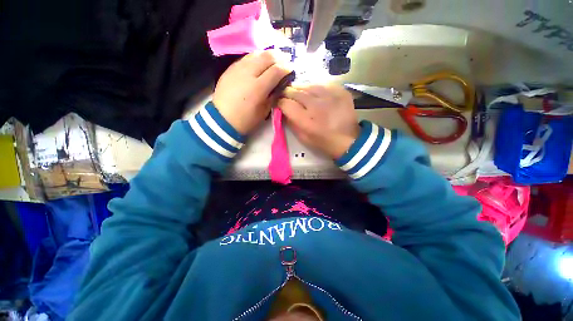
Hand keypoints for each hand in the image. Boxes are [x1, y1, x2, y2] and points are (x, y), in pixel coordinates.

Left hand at [213, 51, 290, 134]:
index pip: (276, 70)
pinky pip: (246, 57)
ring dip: (267, 55)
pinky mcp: (230, 68)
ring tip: (273, 60)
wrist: (222, 119)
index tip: (291, 70)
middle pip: (267, 56)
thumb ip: (273, 96)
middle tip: (285, 61)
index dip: (286, 68)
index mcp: (258, 88)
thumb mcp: (264, 111)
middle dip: (279, 57)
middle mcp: (248, 73)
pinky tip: (259, 62)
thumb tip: (280, 85)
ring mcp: (237, 68)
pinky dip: (256, 57)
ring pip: (256, 53)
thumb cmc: (246, 119)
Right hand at [278, 84, 359, 158]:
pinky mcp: (340, 91)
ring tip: (300, 94)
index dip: (279, 102)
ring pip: (308, 84)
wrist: (348, 140)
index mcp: (306, 121)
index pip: (286, 104)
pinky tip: (315, 93)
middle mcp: (316, 105)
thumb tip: (283, 109)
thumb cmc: (323, 142)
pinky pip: (322, 83)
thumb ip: (291, 122)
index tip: (279, 103)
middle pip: (295, 91)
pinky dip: (315, 87)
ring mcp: (330, 96)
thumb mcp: (303, 138)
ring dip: (301, 89)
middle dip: (287, 93)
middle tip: (287, 95)